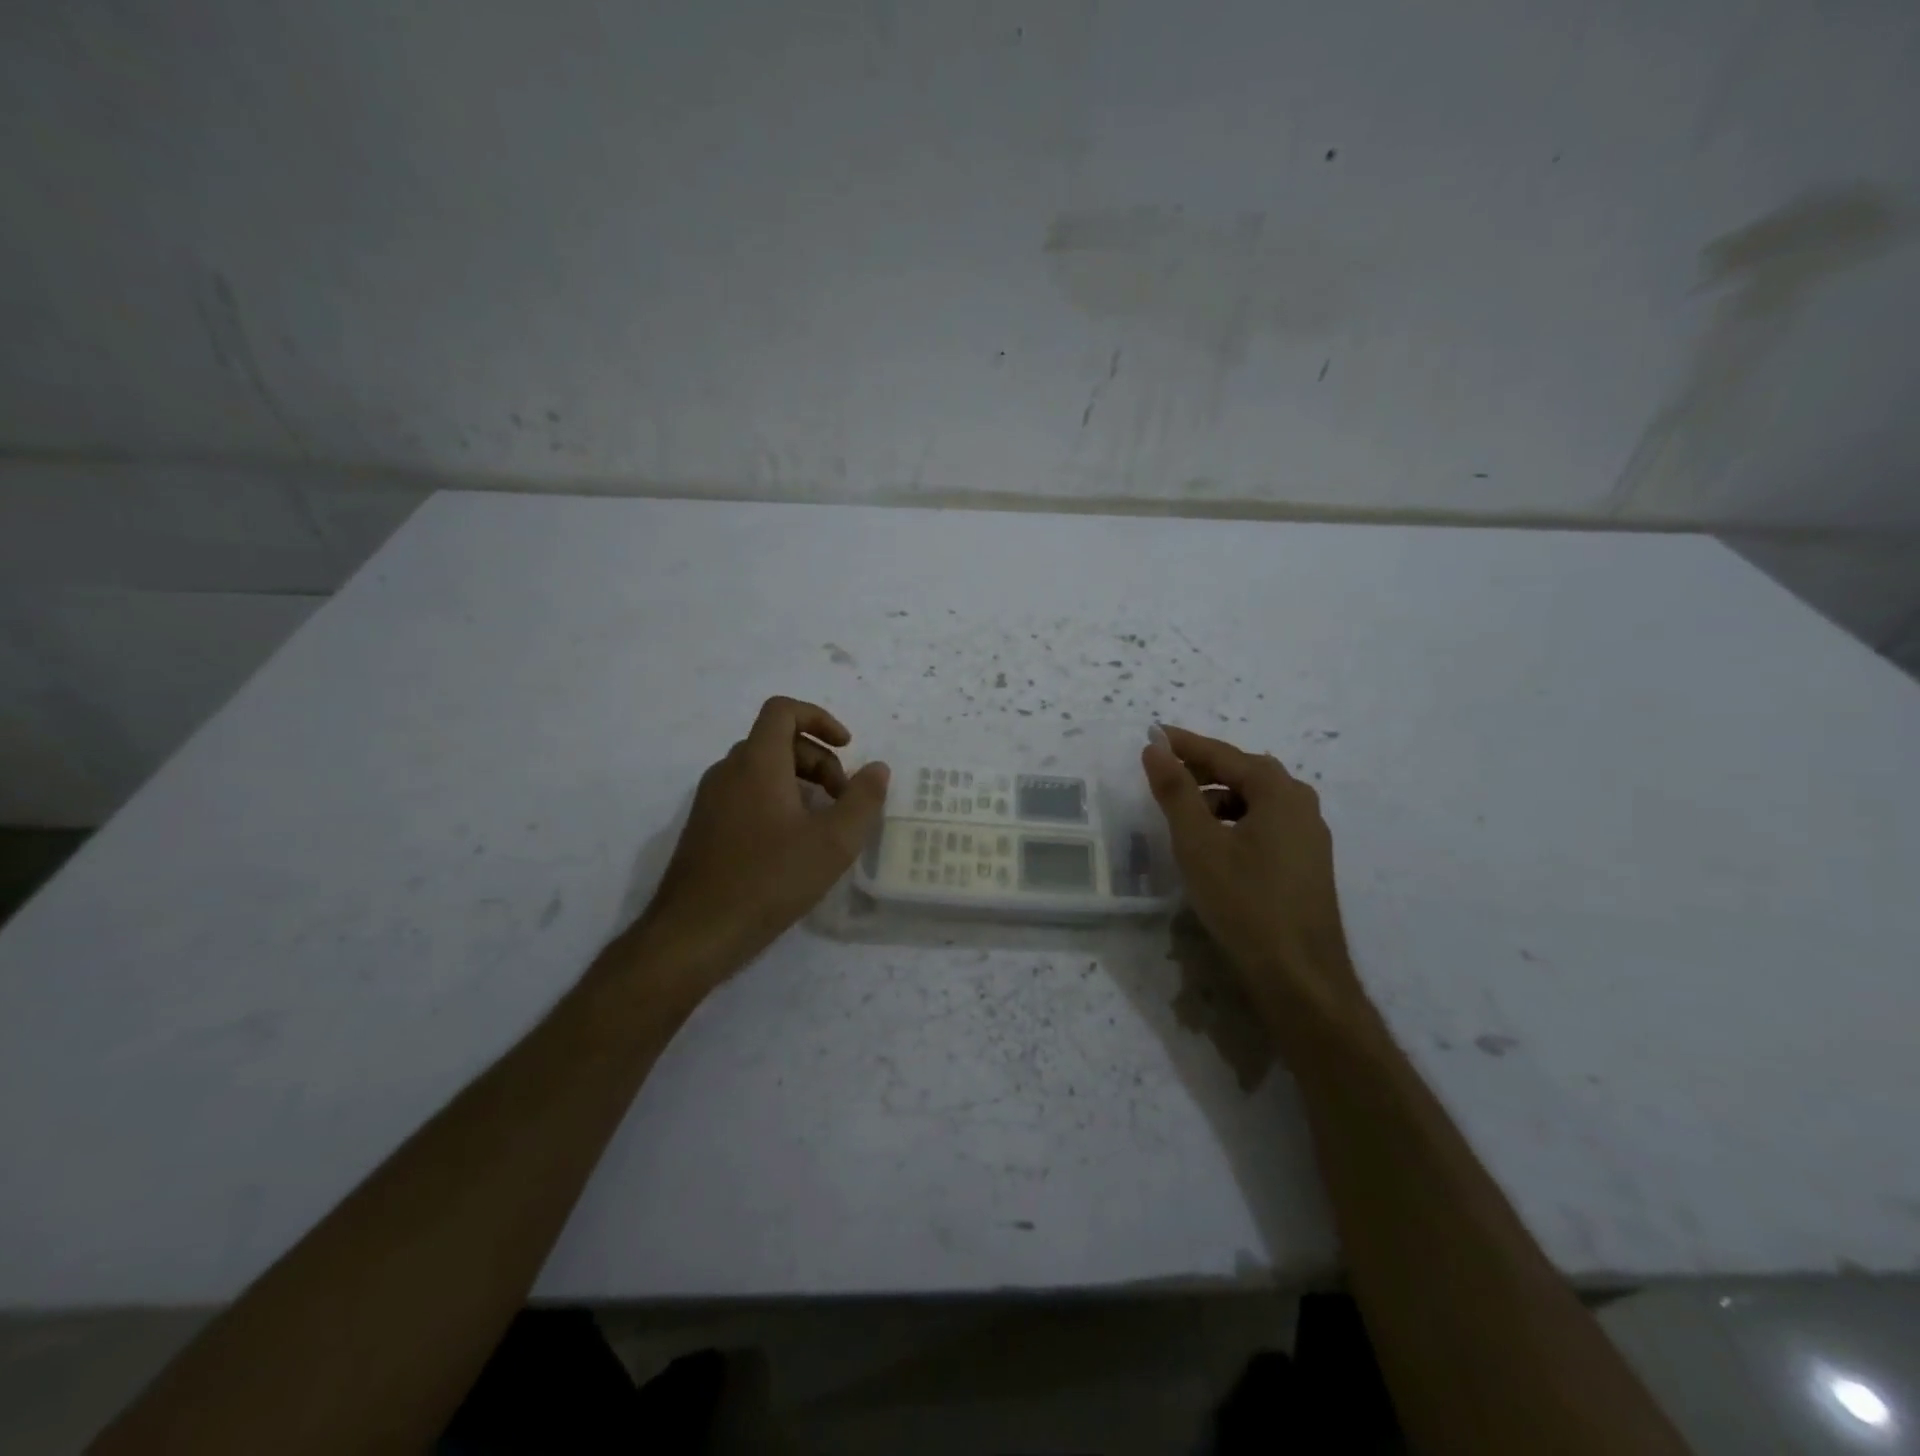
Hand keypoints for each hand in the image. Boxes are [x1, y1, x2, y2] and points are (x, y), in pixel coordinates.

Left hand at [635, 696, 889, 985]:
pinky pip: (746, 794)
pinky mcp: (704, 828)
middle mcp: (728, 771)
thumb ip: (862, 800)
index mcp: (756, 763)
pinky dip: (776, 801)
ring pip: (761, 770)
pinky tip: (792, 845)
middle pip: (777, 741)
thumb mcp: (832, 843)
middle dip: (818, 760)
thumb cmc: (769, 881)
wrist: (694, 934)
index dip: (820, 718)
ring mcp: (711, 800)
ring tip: (822, 824)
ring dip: (799, 782)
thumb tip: (877, 769)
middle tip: (843, 800)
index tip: (847, 747)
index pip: (783, 710)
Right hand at [1142, 725, 1363, 1021]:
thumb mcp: (1199, 843)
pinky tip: (1214, 844)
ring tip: (1184, 812)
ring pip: (1256, 801)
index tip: (1153, 734)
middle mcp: (1301, 804)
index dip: (1185, 744)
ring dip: (1218, 797)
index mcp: (1279, 791)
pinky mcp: (1307, 863)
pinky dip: (1234, 821)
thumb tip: (1155, 747)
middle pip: (1244, 773)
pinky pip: (1265, 824)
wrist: (1298, 975)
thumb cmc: (1244, 901)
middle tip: (1164, 771)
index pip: (1224, 754)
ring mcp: (1309, 836)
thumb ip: (1175, 791)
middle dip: (1202, 769)